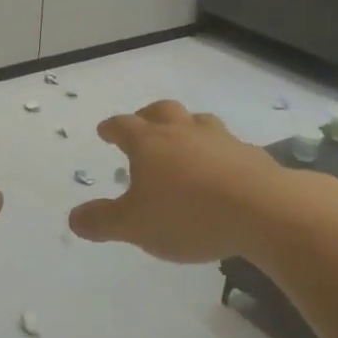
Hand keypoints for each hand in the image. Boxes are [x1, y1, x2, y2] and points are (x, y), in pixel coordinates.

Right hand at [69, 100, 337, 262]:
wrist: (263, 211)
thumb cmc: (187, 216)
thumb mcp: (134, 226)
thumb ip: (102, 221)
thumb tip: (74, 217)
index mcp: (150, 143)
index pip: (123, 126)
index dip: (111, 128)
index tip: (105, 131)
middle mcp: (183, 132)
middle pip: (162, 111)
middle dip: (147, 116)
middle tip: (141, 124)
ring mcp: (220, 140)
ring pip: (198, 122)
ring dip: (186, 128)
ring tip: (183, 143)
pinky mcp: (251, 155)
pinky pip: (227, 146)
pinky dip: (217, 152)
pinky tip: (221, 170)